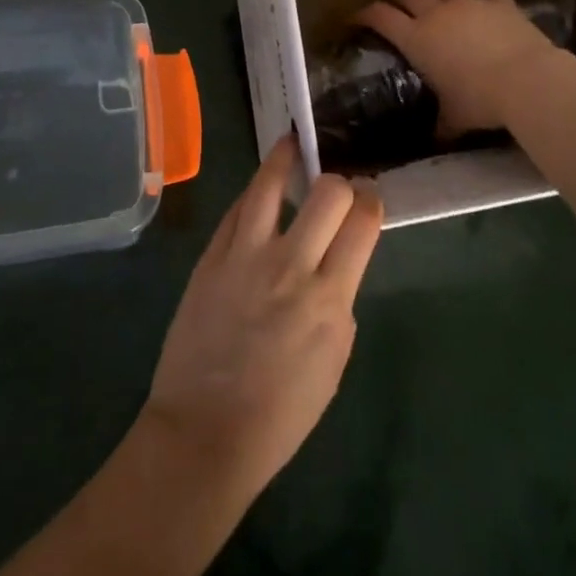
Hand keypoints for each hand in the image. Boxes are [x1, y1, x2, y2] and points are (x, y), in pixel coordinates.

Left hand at [142, 137, 381, 501]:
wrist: (205, 431)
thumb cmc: (280, 413)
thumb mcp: (332, 361)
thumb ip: (338, 302)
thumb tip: (334, 264)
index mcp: (330, 298)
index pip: (362, 223)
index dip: (370, 202)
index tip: (368, 198)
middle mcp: (291, 265)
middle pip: (328, 193)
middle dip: (340, 182)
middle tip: (335, 187)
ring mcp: (245, 255)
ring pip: (271, 184)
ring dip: (287, 158)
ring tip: (293, 144)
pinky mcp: (212, 255)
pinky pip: (236, 208)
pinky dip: (254, 191)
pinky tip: (261, 183)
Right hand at [354, 0, 568, 134]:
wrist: (526, 80)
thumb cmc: (479, 101)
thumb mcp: (453, 119)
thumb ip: (441, 125)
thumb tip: (435, 141)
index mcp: (416, 38)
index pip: (380, 16)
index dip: (365, 14)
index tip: (356, 18)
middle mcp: (437, 13)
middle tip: (399, 8)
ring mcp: (469, 3)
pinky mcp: (500, 2)